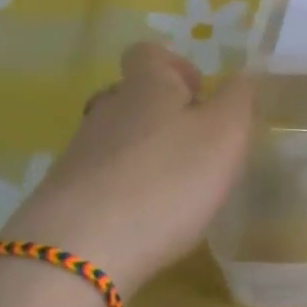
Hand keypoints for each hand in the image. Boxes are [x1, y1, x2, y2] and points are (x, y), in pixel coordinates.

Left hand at [0, 44, 255, 292]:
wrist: (79, 254)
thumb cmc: (168, 181)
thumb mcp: (225, 135)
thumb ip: (239, 99)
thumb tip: (242, 75)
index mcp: (146, 87)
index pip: (149, 53)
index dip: (176, 66)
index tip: (200, 96)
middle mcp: (107, 111)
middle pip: (132, 97)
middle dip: (165, 115)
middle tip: (198, 147)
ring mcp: (78, 155)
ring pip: (117, 140)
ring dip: (147, 155)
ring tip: (177, 190)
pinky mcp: (64, 198)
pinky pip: (102, 179)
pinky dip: (126, 191)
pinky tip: (146, 221)